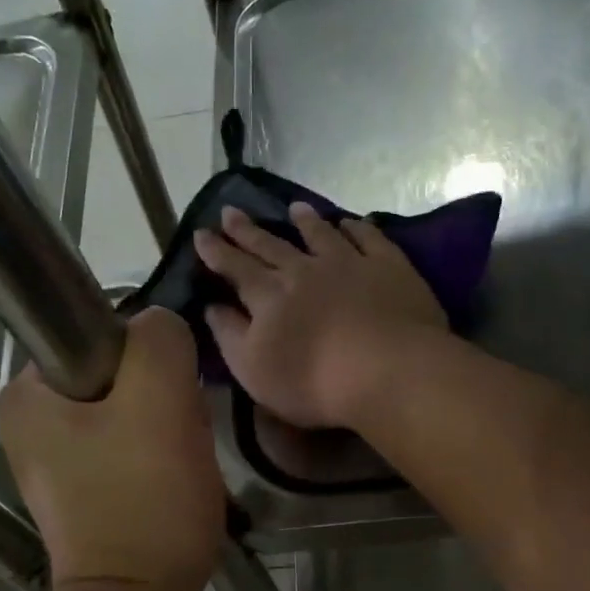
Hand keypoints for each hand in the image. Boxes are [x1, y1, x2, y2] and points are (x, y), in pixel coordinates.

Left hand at [0, 308, 223, 590]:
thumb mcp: (160, 398)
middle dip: (162, 402)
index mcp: (26, 393)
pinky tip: (169, 486)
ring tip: (178, 468)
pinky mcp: (81, 493)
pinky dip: (156, 460)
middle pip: (119, 378)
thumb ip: (159, 338)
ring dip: (166, 431)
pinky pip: (128, 450)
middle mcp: (27, 423)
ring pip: (130, 414)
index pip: (104, 337)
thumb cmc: (145, 499)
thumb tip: (158, 330)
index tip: (171, 404)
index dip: (151, 363)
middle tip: (179, 441)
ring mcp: (53, 463)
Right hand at [195, 204, 445, 428]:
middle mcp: (304, 270)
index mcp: (269, 296)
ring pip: (320, 235)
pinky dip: (357, 228)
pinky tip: (351, 222)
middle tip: (230, 210)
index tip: (201, 233)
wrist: (388, 371)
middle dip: (247, 230)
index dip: (216, 251)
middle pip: (271, 246)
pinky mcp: (389, 267)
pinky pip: (369, 238)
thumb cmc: (314, 382)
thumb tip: (211, 307)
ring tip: (293, 208)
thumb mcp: (254, 369)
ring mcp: (349, 263)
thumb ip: (230, 336)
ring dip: (305, 221)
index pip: (235, 268)